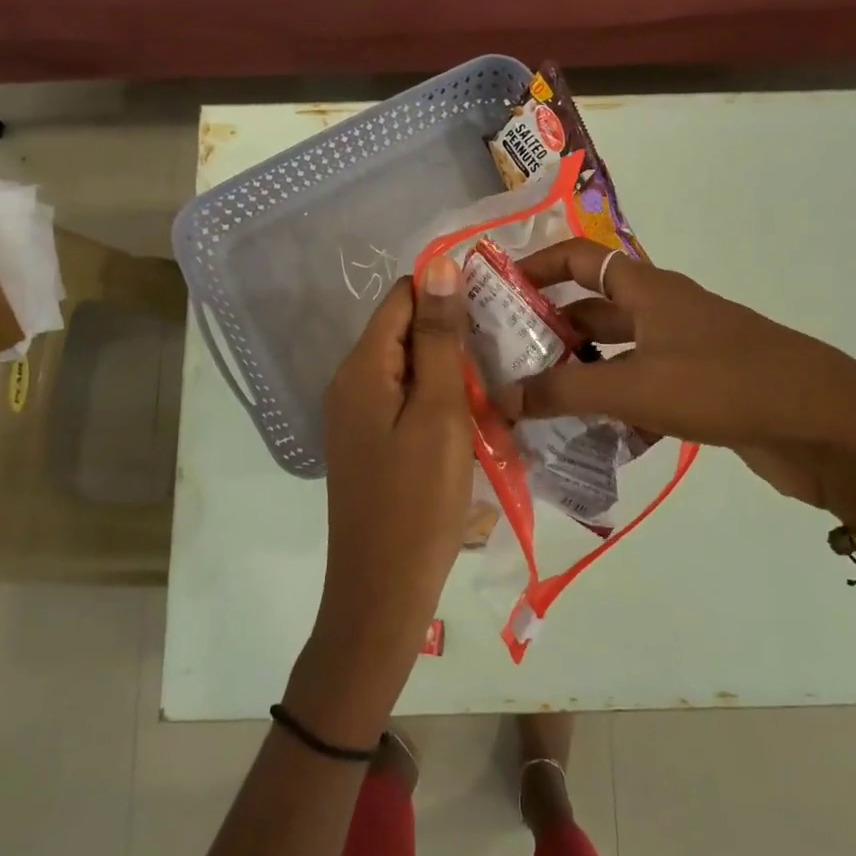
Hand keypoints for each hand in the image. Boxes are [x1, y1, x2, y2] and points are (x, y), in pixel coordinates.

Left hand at [286, 258, 472, 747]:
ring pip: (409, 368)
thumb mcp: (439, 411)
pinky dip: (438, 401)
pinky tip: (471, 419)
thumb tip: (438, 265)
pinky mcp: (370, 444)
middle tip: (505, 351)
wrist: (383, 591)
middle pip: (404, 331)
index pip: (403, 297)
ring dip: (450, 370)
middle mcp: (350, 383)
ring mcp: (357, 417)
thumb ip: (439, 338)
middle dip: (452, 334)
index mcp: (361, 367)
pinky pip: (405, 401)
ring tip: (496, 385)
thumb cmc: (419, 499)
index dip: (447, 294)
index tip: (496, 311)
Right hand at [499, 240, 855, 545]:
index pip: (579, 258)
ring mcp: (684, 352)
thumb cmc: (724, 384)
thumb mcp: (635, 385)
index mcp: (648, 290)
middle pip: (593, 311)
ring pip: (616, 357)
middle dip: (549, 332)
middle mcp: (663, 312)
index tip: (495, 290)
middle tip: (502, 363)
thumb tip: (500, 399)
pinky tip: (591, 441)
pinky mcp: (701, 391)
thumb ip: (564, 390)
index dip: (536, 265)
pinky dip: (616, 410)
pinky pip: (643, 392)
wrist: (823, 425)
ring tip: (533, 407)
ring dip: (579, 376)